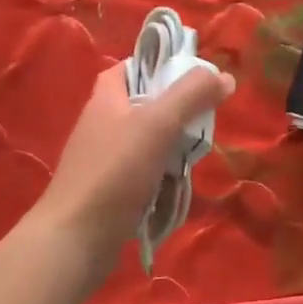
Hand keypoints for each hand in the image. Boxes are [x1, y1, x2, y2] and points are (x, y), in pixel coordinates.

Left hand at [37, 61, 234, 274]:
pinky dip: (161, 175)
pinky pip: (142, 171)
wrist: (76, 237)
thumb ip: (191, 95)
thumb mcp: (157, 124)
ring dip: (171, 147)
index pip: (132, 67)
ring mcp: (103, 158)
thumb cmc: (115, 172)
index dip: (160, 66)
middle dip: (176, 111)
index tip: (193, 77)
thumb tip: (225, 75)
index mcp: (106, 98)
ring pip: (147, 140)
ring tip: (194, 155)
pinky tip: (175, 186)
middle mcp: (102, 123)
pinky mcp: (109, 188)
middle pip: (145, 104)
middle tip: (203, 121)